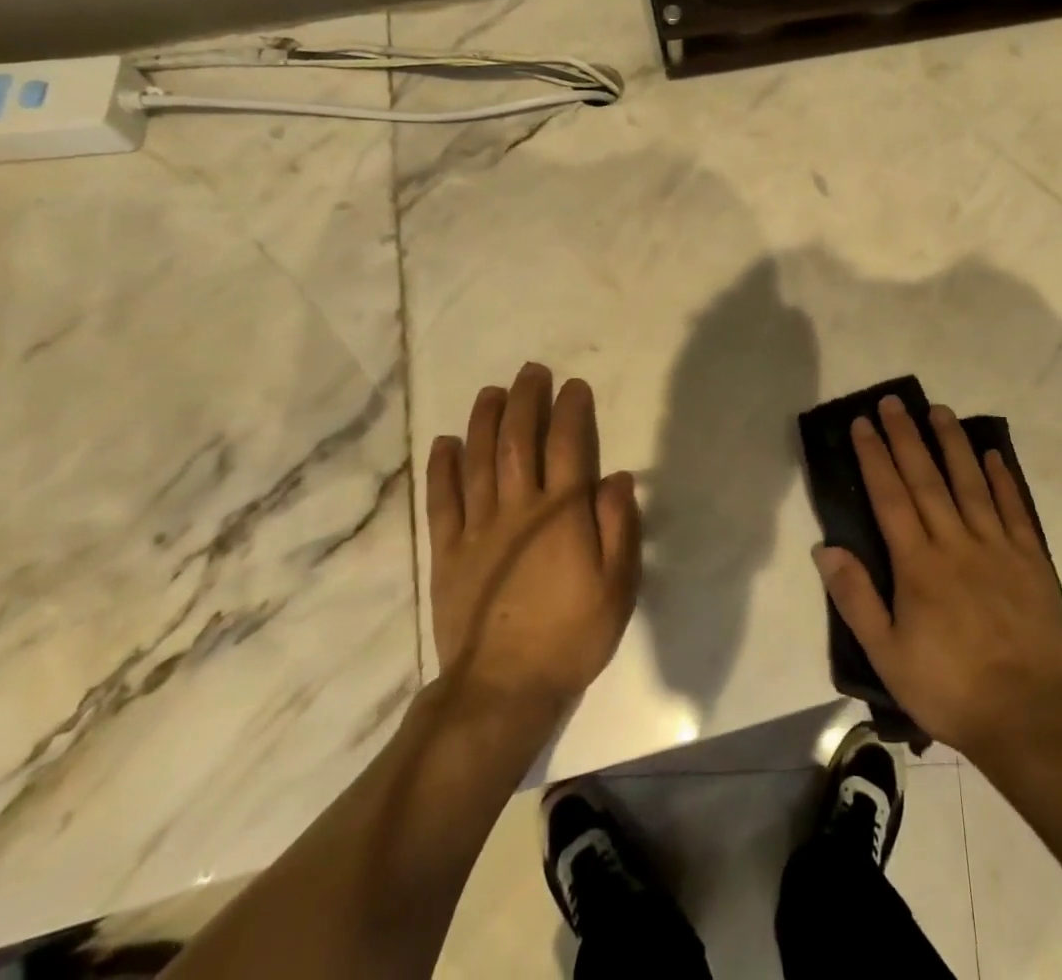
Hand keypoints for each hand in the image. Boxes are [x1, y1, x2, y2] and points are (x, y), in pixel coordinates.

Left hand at [425, 363, 641, 720]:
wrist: (503, 689)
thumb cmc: (572, 635)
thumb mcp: (618, 585)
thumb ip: (618, 526)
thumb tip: (615, 476)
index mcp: (562, 514)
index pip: (567, 446)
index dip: (571, 411)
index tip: (574, 386)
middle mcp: (518, 509)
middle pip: (520, 442)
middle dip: (526, 401)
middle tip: (531, 372)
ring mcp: (478, 529)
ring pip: (479, 461)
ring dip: (485, 422)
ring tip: (491, 392)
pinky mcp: (448, 552)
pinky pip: (443, 501)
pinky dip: (443, 469)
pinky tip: (445, 443)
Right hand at [813, 395, 1061, 760]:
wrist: (1025, 717)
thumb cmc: (947, 686)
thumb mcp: (887, 654)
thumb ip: (856, 598)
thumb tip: (825, 548)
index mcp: (918, 565)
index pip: (890, 497)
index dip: (874, 456)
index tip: (863, 424)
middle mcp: (956, 543)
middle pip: (926, 479)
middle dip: (906, 437)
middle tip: (894, 402)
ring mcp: (997, 548)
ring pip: (970, 484)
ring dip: (953, 444)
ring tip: (939, 410)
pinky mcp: (1031, 561)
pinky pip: (1015, 510)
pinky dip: (1002, 479)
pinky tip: (991, 454)